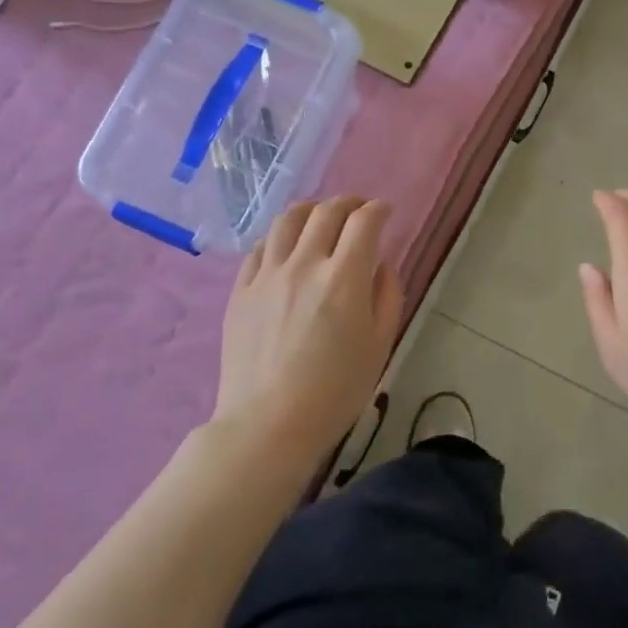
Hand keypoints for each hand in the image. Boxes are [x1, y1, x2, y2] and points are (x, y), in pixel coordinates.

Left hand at [216, 198, 402, 462]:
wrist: (267, 424)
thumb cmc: (335, 391)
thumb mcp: (379, 345)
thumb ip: (387, 296)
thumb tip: (380, 264)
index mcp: (344, 278)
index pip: (364, 222)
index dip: (378, 210)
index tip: (385, 212)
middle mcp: (305, 264)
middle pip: (326, 211)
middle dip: (348, 203)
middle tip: (358, 210)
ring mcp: (267, 274)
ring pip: (288, 220)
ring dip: (310, 210)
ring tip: (319, 218)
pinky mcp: (241, 289)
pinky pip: (260, 247)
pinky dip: (280, 237)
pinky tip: (286, 247)